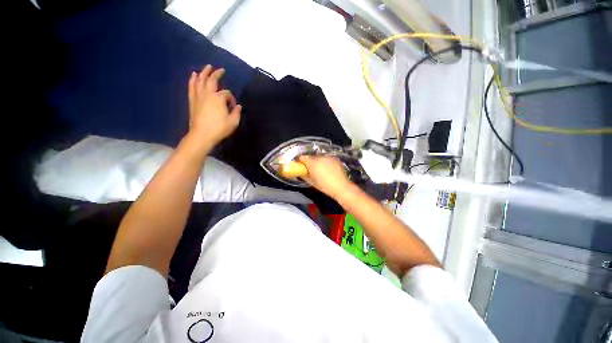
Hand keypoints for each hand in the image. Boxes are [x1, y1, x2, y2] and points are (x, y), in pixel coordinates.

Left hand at [187, 65, 240, 149]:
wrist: (202, 135)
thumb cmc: (219, 128)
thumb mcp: (233, 122)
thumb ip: (237, 112)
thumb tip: (238, 106)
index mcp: (219, 98)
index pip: (227, 94)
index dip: (232, 99)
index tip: (234, 107)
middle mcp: (208, 94)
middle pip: (212, 80)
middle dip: (217, 74)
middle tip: (221, 70)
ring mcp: (198, 96)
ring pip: (200, 80)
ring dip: (204, 73)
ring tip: (207, 67)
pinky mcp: (192, 101)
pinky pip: (192, 87)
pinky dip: (193, 80)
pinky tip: (194, 75)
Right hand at [298, 155, 352, 198]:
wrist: (341, 186)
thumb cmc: (325, 186)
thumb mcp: (312, 182)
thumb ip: (304, 176)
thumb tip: (300, 173)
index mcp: (312, 163)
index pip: (302, 157)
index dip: (300, 161)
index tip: (301, 166)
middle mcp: (319, 157)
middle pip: (311, 157)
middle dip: (310, 162)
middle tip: (311, 169)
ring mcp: (328, 156)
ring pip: (319, 157)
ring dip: (318, 161)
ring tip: (321, 169)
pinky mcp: (335, 158)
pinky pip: (327, 158)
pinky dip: (326, 162)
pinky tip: (329, 168)